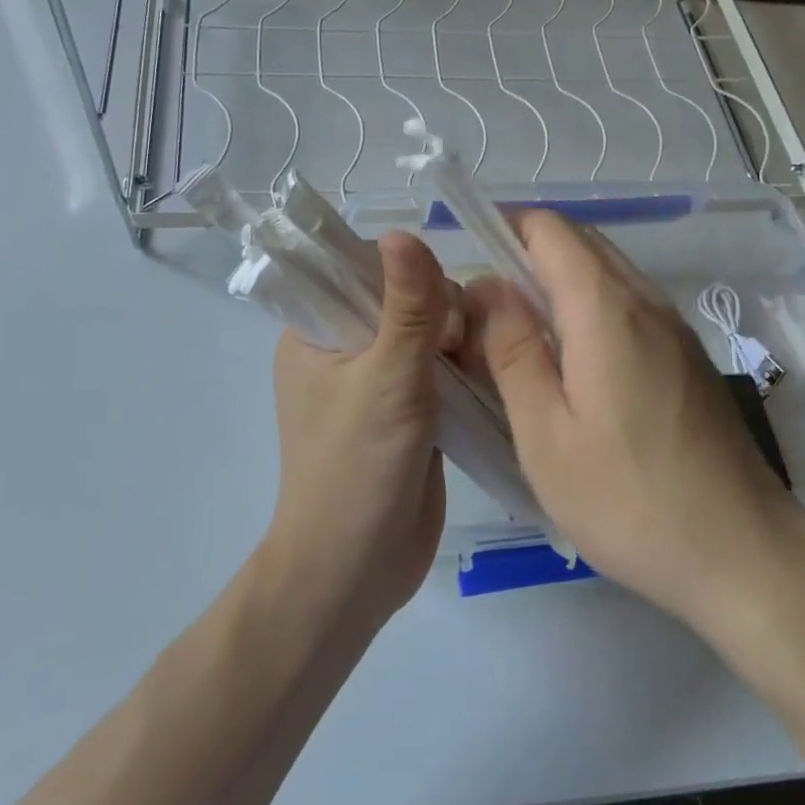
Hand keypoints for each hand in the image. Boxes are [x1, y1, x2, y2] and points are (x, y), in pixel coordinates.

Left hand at [264, 232, 451, 627]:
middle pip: (401, 296)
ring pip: (426, 331)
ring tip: (477, 361)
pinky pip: (440, 366)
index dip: (402, 270)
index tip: (433, 300)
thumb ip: (406, 306)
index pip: (359, 267)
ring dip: (456, 338)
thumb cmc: (356, 469)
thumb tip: (404, 232)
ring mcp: (377, 379)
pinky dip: (463, 365)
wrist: (356, 572)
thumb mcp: (387, 379)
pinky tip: (489, 371)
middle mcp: (344, 347)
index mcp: (315, 331)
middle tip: (455, 346)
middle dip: (438, 310)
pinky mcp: (409, 408)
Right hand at [466, 210, 804, 634]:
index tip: (466, 263)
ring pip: (605, 270)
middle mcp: (643, 298)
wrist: (745, 553)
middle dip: (525, 253)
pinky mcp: (686, 353)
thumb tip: (486, 286)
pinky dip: (588, 305)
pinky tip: (570, 362)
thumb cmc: (630, 498)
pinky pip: (627, 301)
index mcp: (604, 306)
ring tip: (518, 334)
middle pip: (579, 240)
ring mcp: (672, 325)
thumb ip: (511, 350)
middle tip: (484, 306)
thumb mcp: (545, 434)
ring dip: (557, 280)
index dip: (502, 228)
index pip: (548, 227)